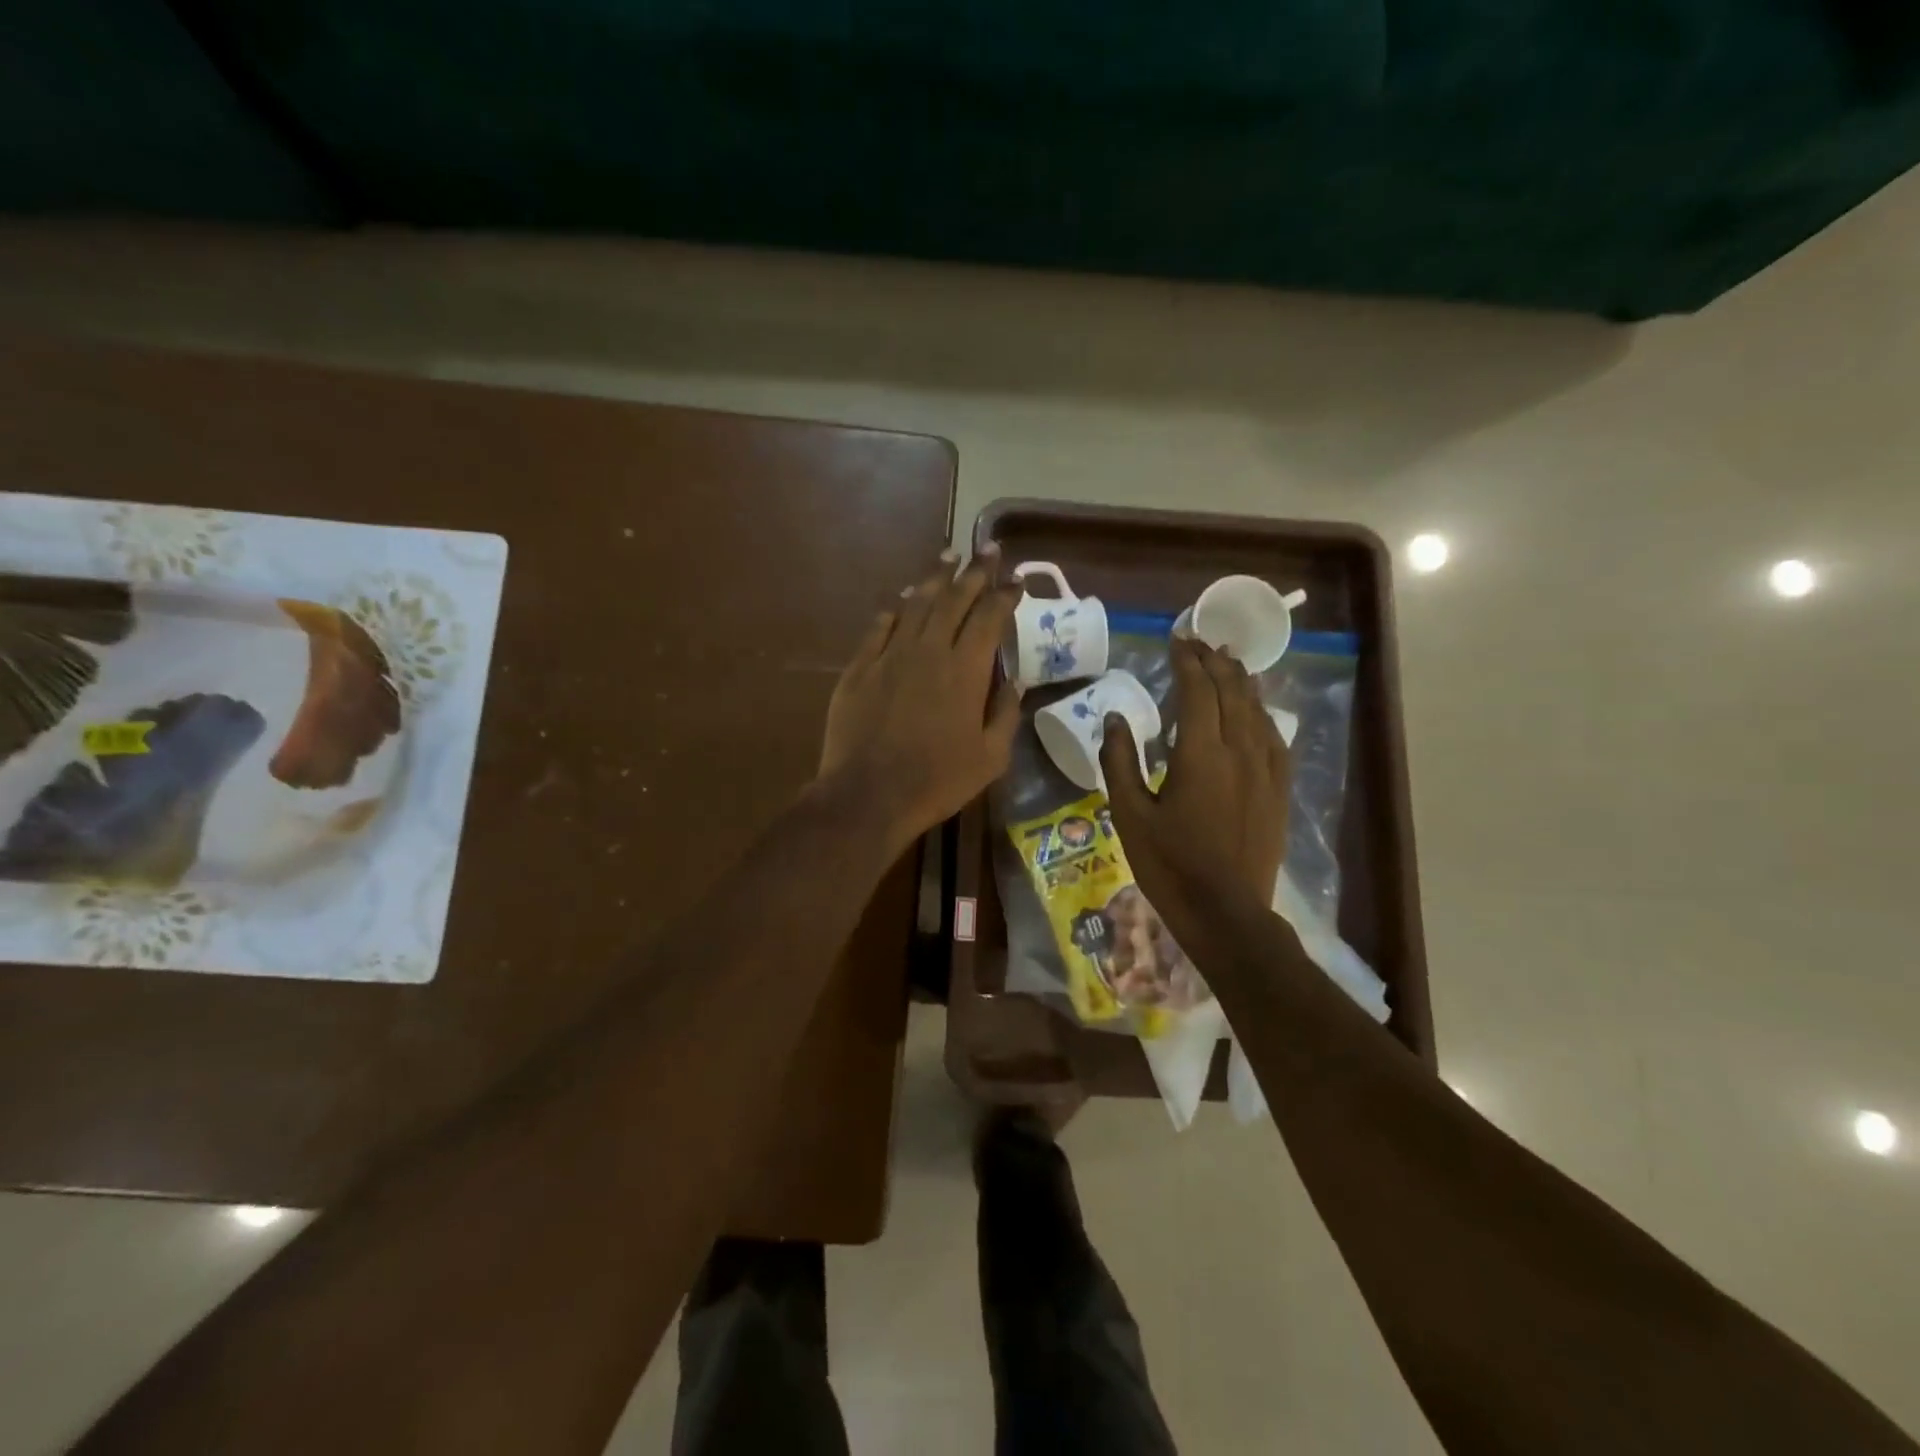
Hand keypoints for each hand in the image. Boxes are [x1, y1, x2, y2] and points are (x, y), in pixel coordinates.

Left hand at [818, 549, 1018, 848]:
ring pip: (916, 605)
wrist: (867, 794)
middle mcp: (929, 650)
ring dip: (935, 579)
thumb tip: (1013, 683)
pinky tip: (902, 601)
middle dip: (974, 571)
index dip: (1005, 594)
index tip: (1016, 579)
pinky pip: (880, 628)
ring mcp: (890, 656)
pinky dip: (895, 610)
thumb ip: (1005, 715)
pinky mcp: (859, 668)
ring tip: (947, 557)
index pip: (989, 617)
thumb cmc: (937, 781)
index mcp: (965, 670)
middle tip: (987, 549)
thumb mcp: (990, 758)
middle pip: (954, 599)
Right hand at [1099, 638, 1288, 930]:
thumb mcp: (1129, 814)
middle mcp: (1239, 751)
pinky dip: (1262, 712)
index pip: (1197, 690)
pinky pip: (1274, 737)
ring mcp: (1265, 770)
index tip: (1177, 640)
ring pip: (1257, 709)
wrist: (1226, 911)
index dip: (1187, 660)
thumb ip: (1120, 761)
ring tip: (1229, 661)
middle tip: (1200, 642)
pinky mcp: (1279, 789)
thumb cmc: (1169, 864)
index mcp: (1200, 754)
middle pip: (1231, 691)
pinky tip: (1256, 709)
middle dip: (1214, 661)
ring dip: (1241, 680)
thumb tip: (1115, 718)